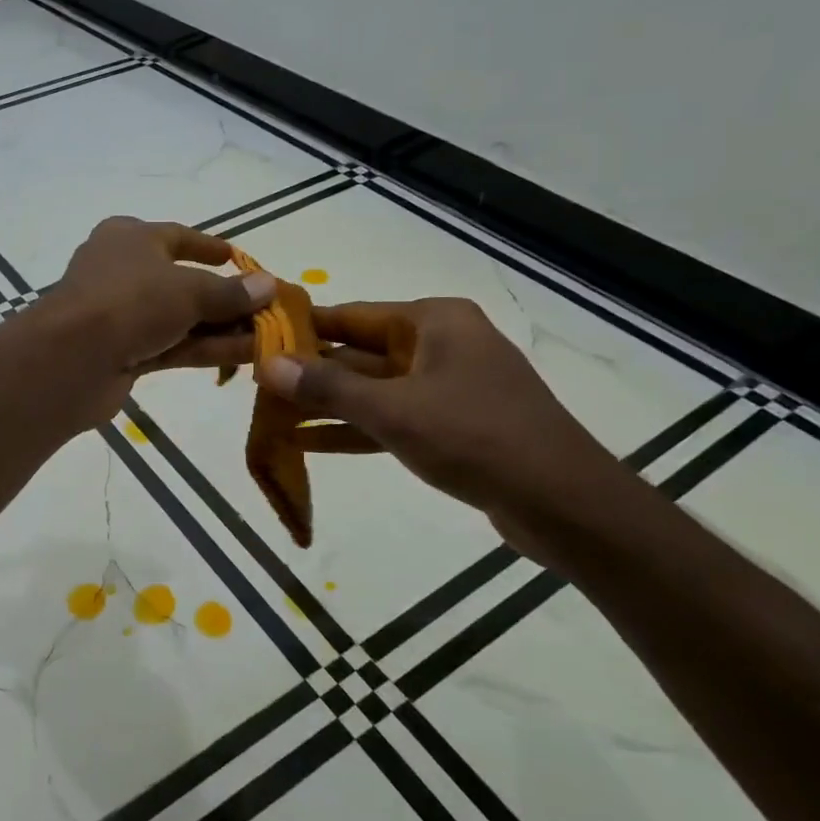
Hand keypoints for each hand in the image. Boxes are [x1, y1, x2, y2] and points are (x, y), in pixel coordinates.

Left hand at [32, 216, 275, 405]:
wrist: (72, 359)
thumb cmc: (130, 301)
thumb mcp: (188, 290)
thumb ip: (230, 291)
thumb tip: (268, 285)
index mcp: (128, 238)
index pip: (176, 236)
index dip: (209, 248)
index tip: (237, 258)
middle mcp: (123, 271)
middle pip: (181, 282)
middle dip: (225, 298)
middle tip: (265, 308)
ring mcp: (121, 316)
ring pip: (180, 318)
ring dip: (222, 327)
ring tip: (268, 336)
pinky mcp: (124, 354)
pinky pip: (173, 345)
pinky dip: (206, 348)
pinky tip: (246, 355)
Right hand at [258, 298, 635, 537]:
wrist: (564, 504)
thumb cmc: (475, 438)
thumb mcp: (393, 410)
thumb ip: (328, 387)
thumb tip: (267, 363)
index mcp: (433, 322)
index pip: (351, 316)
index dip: (302, 329)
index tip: (256, 339)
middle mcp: (440, 345)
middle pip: (359, 353)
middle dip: (310, 373)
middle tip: (256, 385)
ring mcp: (447, 387)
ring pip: (372, 390)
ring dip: (327, 405)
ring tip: (271, 414)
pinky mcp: (451, 426)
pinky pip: (391, 419)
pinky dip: (354, 430)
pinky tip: (307, 443)